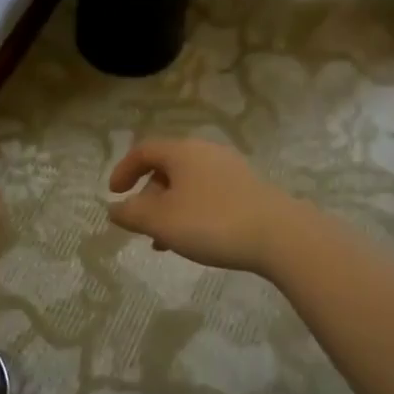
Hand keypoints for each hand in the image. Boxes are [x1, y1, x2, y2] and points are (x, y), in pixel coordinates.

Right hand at [107, 138, 298, 274]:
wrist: (280, 235)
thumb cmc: (211, 223)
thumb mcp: (161, 222)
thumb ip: (131, 214)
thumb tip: (113, 208)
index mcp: (182, 152)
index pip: (143, 151)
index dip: (123, 170)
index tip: (114, 194)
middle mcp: (206, 152)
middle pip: (167, 168)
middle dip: (149, 197)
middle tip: (142, 226)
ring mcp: (231, 169)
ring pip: (188, 185)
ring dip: (170, 209)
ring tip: (166, 242)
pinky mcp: (249, 189)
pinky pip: (208, 194)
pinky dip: (192, 212)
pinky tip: (196, 240)